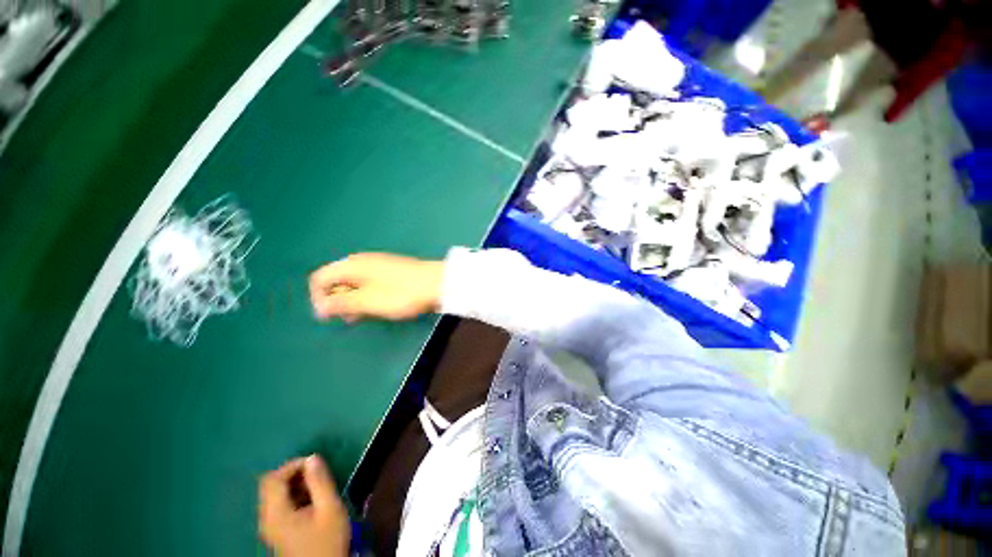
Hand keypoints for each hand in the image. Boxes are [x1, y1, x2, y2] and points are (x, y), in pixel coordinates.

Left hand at [258, 456, 349, 556]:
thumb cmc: (327, 540)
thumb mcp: (330, 508)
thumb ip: (320, 482)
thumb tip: (313, 457)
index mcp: (275, 513)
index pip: (273, 478)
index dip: (293, 465)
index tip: (315, 462)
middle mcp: (266, 518)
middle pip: (270, 485)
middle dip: (294, 473)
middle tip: (317, 472)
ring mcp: (270, 526)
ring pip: (275, 494)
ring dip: (295, 483)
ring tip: (317, 485)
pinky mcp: (276, 531)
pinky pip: (279, 504)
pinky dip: (293, 495)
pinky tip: (311, 499)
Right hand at [309, 253, 444, 322]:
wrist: (437, 284)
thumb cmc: (401, 294)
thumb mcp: (368, 301)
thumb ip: (341, 303)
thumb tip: (319, 307)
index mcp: (353, 265)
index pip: (320, 278)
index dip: (318, 298)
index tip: (330, 317)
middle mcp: (363, 262)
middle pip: (337, 280)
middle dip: (338, 301)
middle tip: (352, 318)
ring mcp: (379, 266)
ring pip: (355, 284)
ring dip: (355, 301)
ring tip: (366, 315)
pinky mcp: (392, 272)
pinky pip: (371, 284)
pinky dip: (369, 296)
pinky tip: (380, 307)